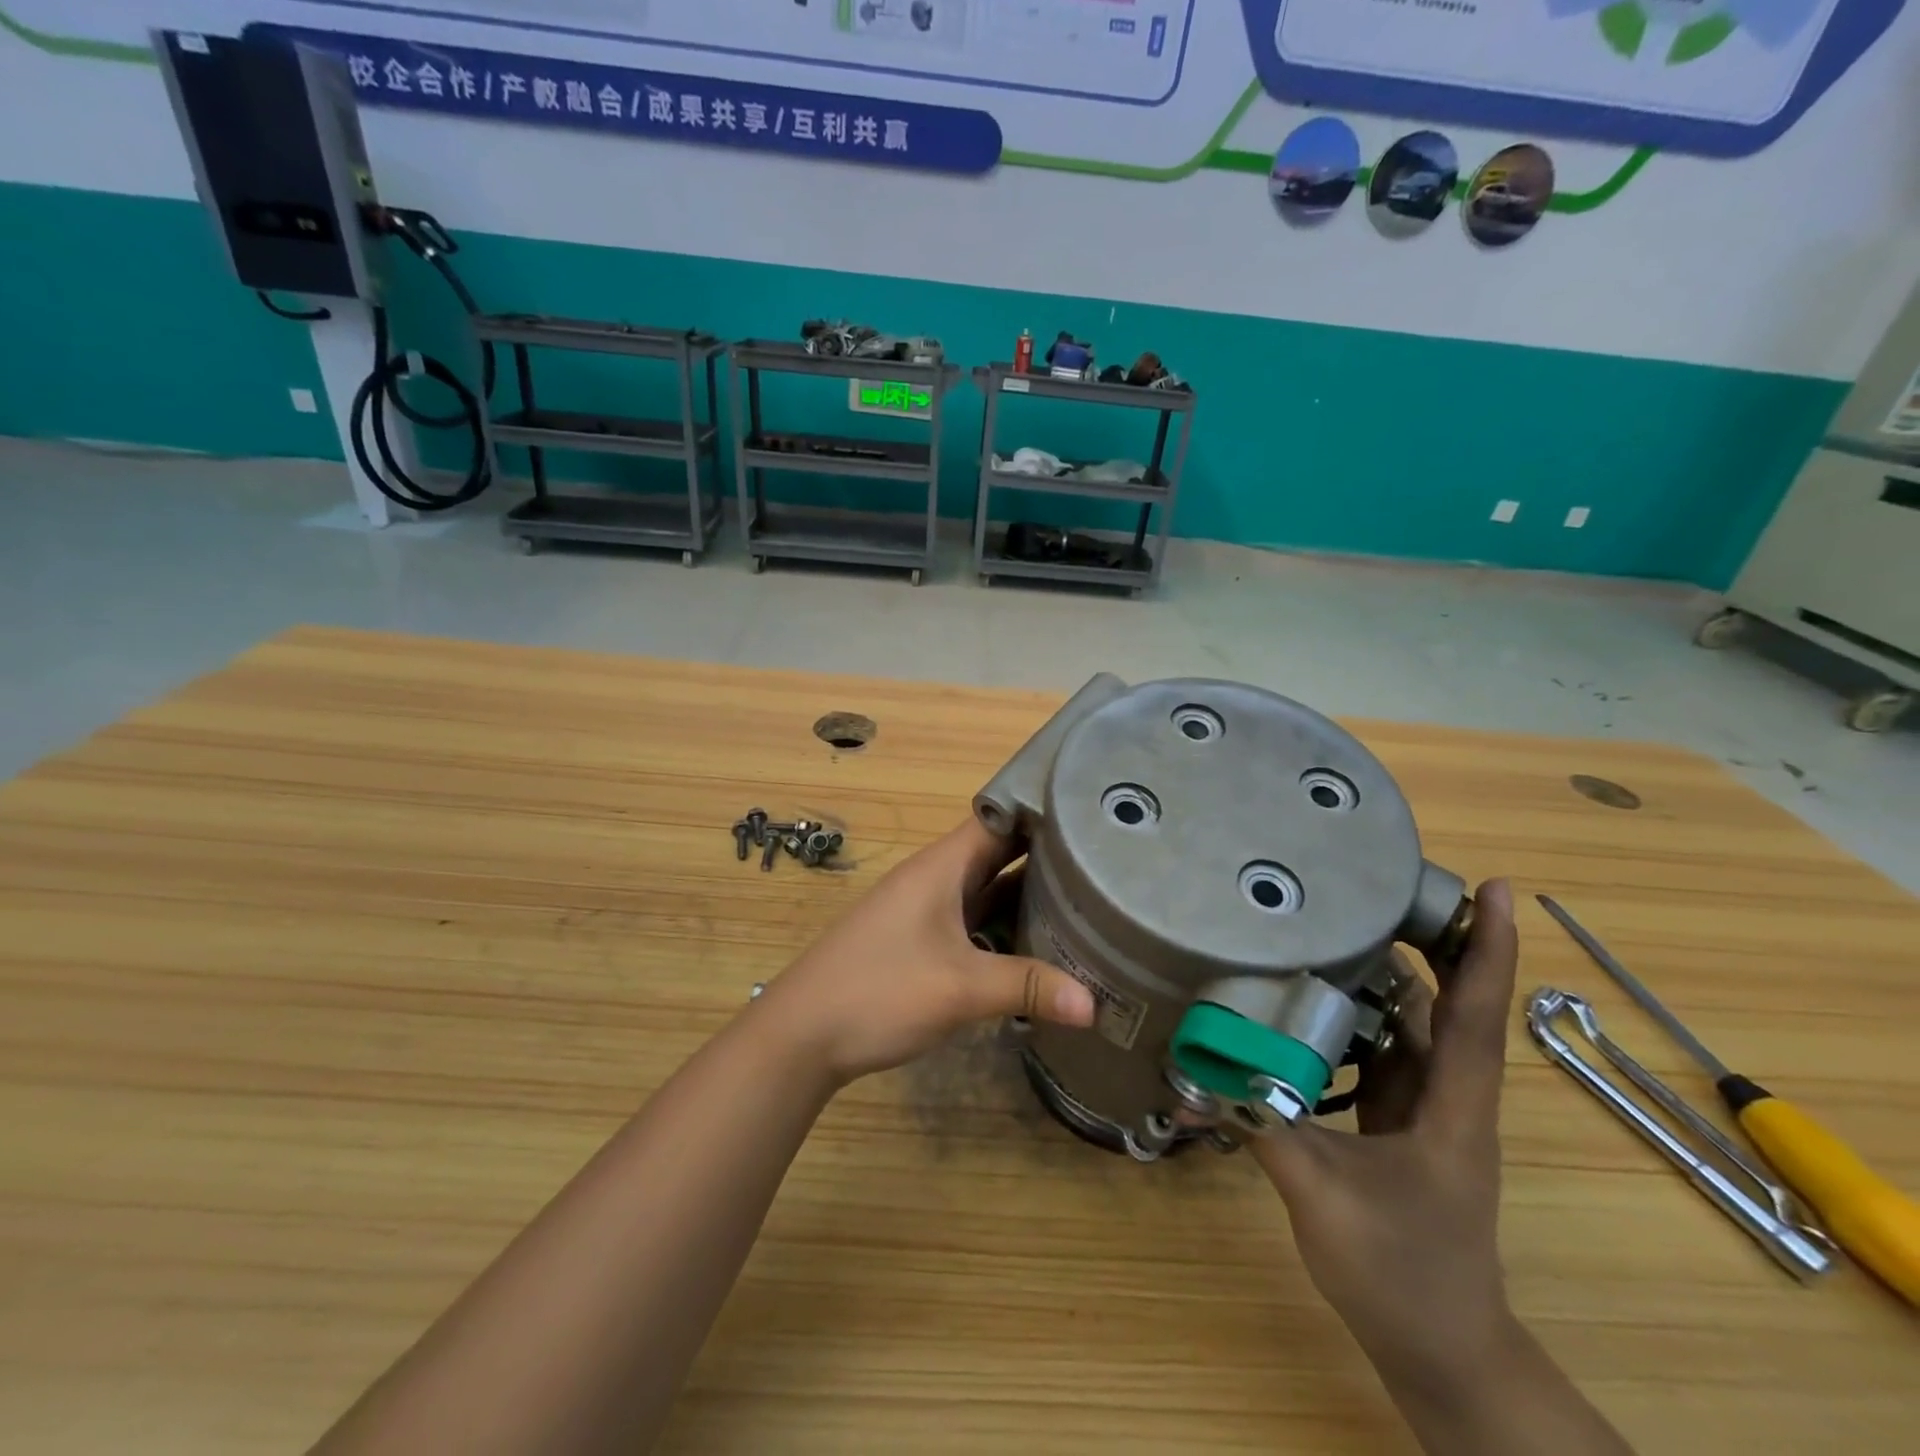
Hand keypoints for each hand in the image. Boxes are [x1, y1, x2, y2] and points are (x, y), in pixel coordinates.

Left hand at [759, 818, 1096, 1084]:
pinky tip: (1036, 946)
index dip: (1042, 810)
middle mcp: (934, 879)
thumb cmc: (879, 990)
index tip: (1092, 812)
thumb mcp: (960, 988)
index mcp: (941, 866)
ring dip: (1025, 895)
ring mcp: (924, 911)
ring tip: (1086, 899)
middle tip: (1105, 861)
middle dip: (1046, 856)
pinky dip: (1003, 927)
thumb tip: (1095, 1005)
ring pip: (985, 890)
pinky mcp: (919, 942)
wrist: (802, 1034)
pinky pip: (972, 921)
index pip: (999, 817)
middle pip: (997, 854)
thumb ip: (1027, 988)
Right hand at [1250, 880, 1520, 1389]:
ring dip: (1387, 977)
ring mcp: (1426, 1112)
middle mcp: (1448, 1098)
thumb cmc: (1401, 1272)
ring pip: (1414, 1027)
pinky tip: (1312, 1000)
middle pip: (1448, 1007)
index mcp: (1452, 1110)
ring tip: (1338, 924)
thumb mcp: (1323, 1198)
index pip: (1475, 1016)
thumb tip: (1194, 1075)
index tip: (1500, 889)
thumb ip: (1261, 1128)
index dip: (1487, 950)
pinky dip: (1358, 1019)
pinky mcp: (1400, 1124)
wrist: (1441, 1350)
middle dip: (1429, 942)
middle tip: (1383, 883)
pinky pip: (1385, 1054)